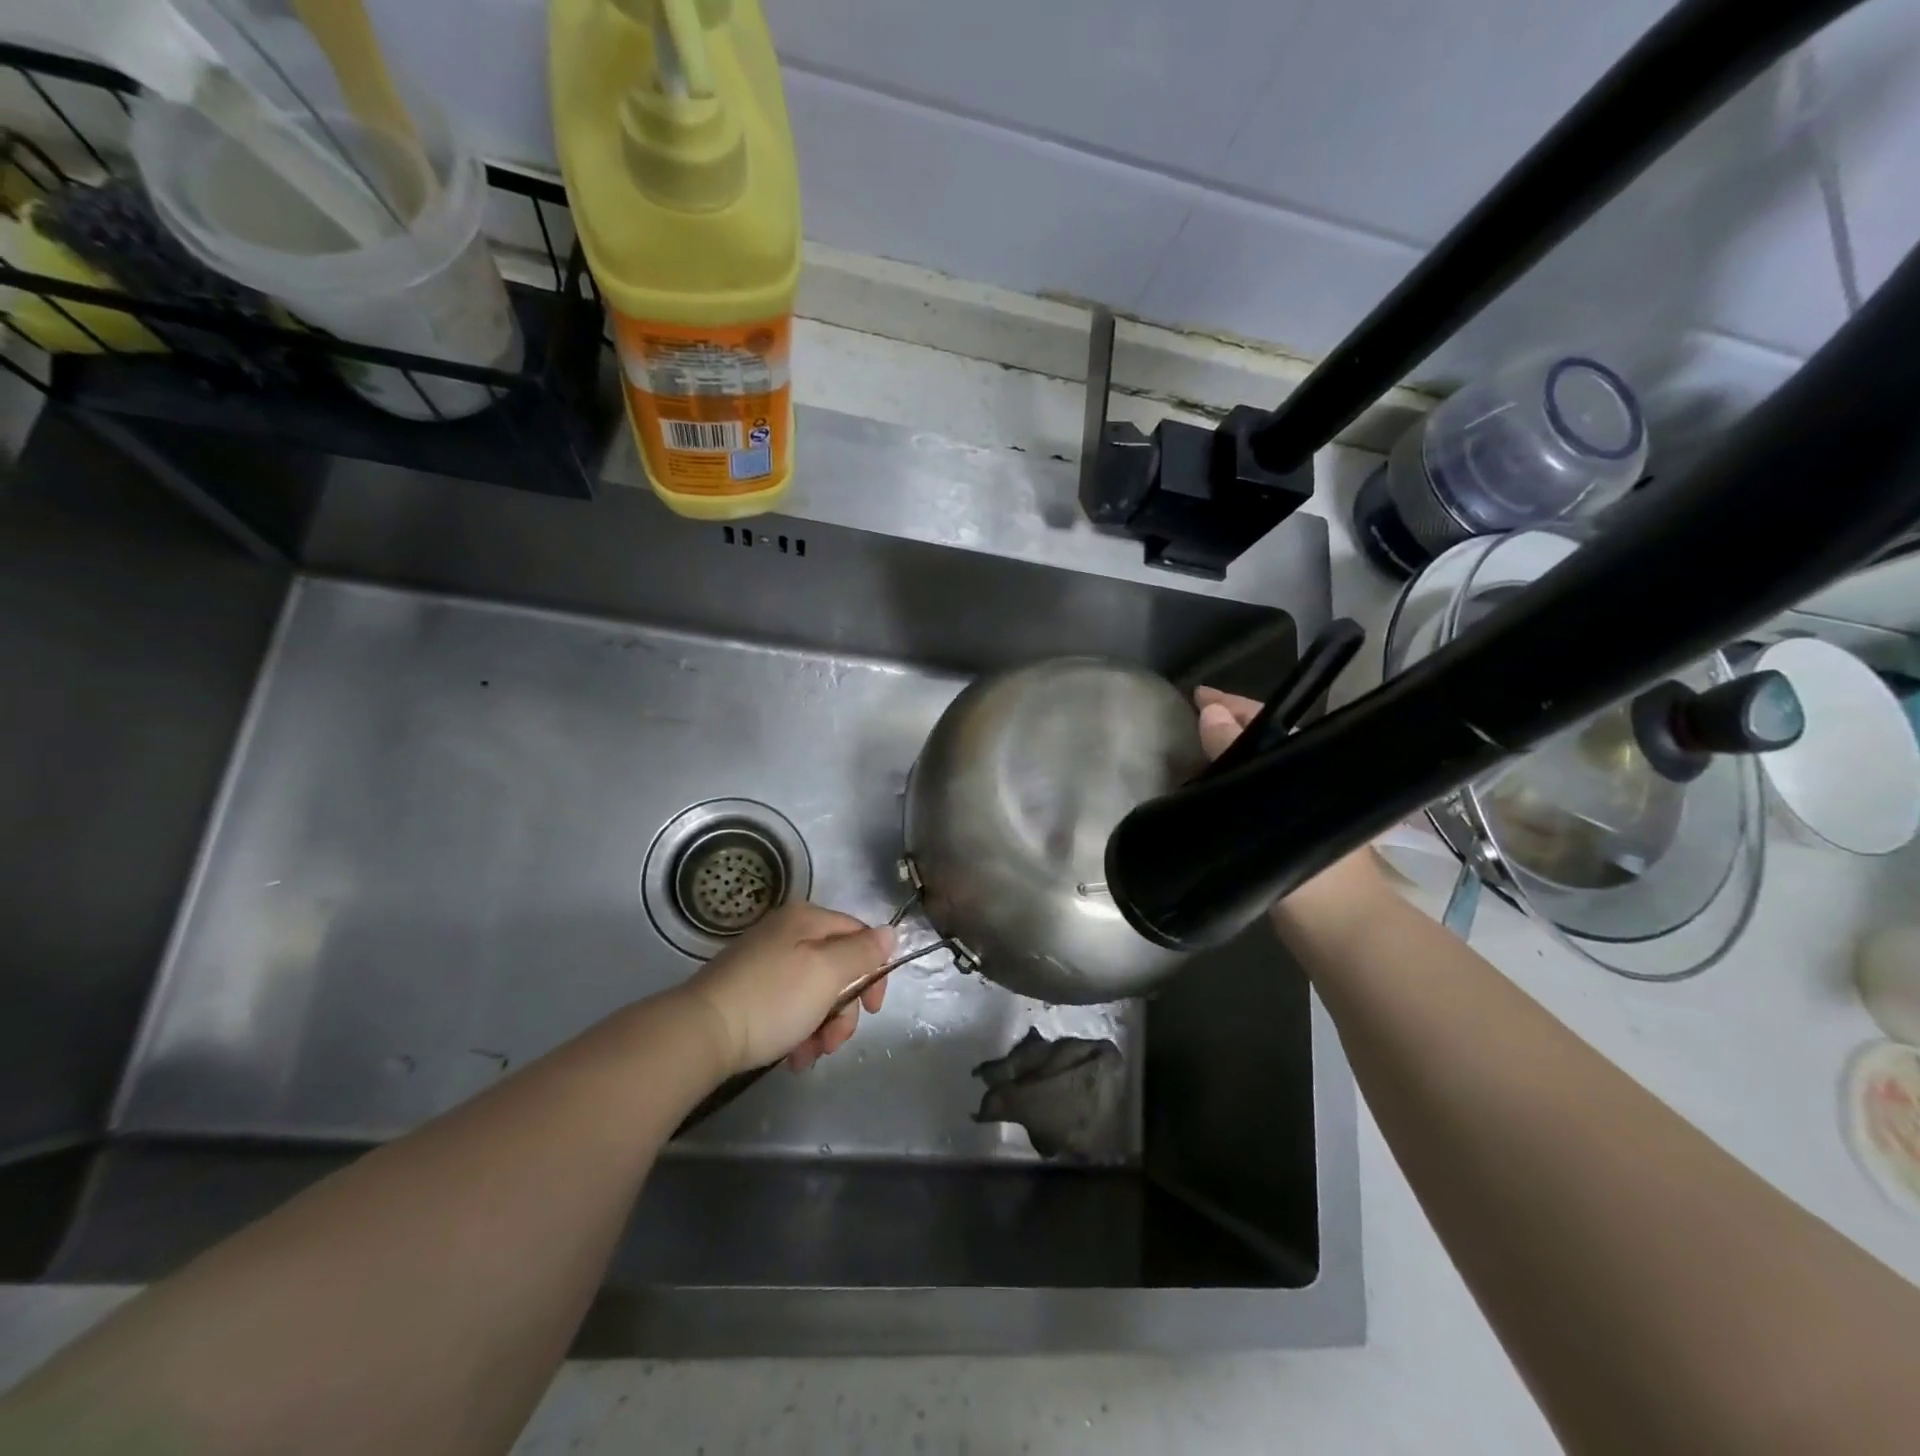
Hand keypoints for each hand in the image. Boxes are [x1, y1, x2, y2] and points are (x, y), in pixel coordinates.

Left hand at [680, 901, 894, 1076]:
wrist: (699, 1034)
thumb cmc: (772, 1000)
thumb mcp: (827, 973)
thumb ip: (862, 952)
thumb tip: (889, 933)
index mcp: (807, 919)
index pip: (860, 936)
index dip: (874, 971)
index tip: (872, 1009)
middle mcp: (787, 933)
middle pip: (838, 967)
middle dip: (844, 1009)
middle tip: (834, 1041)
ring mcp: (766, 961)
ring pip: (815, 992)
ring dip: (822, 1027)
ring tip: (808, 1056)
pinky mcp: (749, 990)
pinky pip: (789, 1006)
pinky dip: (797, 1031)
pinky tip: (793, 1057)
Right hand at [1194, 685, 1391, 917]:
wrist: (1343, 934)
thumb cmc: (1316, 873)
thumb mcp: (1272, 812)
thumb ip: (1241, 765)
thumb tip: (1211, 714)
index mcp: (1315, 769)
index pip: (1269, 723)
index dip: (1233, 705)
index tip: (1198, 695)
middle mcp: (1308, 784)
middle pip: (1263, 743)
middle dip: (1226, 728)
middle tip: (1187, 723)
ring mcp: (1299, 812)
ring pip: (1258, 771)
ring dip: (1226, 759)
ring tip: (1187, 753)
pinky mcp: (1287, 838)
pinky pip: (1253, 798)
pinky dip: (1229, 789)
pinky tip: (1203, 793)